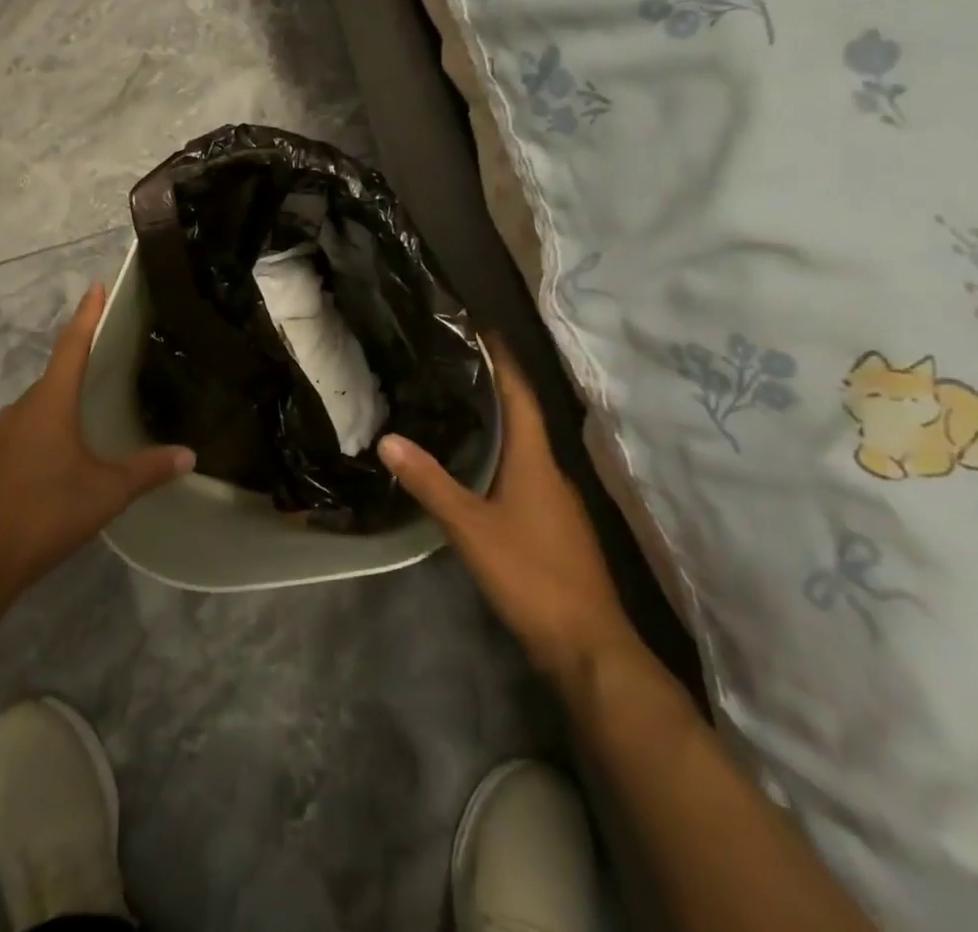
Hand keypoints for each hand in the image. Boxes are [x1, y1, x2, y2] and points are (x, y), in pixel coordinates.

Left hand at [0, 284, 193, 612]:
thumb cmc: (43, 514)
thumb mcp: (104, 493)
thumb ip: (147, 471)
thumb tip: (190, 455)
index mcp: (50, 403)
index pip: (73, 345)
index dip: (87, 315)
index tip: (96, 286)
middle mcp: (21, 409)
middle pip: (55, 377)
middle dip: (80, 365)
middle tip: (109, 362)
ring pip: (37, 409)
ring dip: (61, 406)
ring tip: (89, 418)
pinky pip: (21, 434)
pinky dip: (42, 434)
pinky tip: (55, 462)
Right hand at [378, 338, 638, 695]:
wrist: (589, 647)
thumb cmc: (532, 574)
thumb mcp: (470, 527)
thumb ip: (430, 482)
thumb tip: (388, 438)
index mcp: (536, 460)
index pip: (521, 395)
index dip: (504, 360)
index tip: (482, 330)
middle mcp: (551, 472)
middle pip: (522, 417)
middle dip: (492, 388)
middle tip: (452, 366)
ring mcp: (557, 502)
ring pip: (523, 449)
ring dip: (496, 425)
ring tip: (454, 408)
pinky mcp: (554, 528)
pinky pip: (524, 476)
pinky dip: (500, 459)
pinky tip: (474, 468)